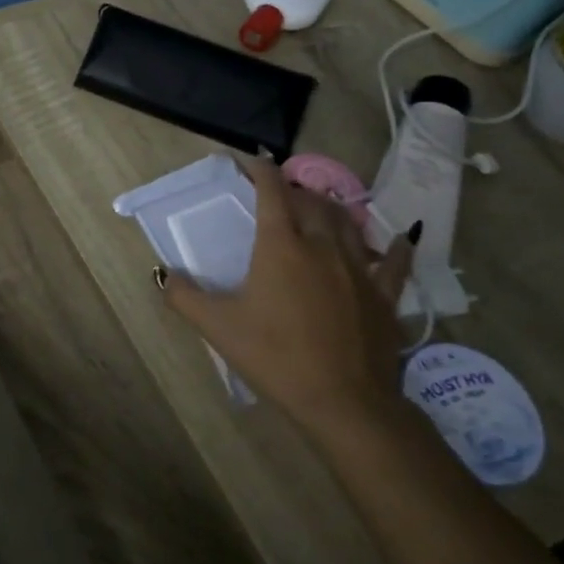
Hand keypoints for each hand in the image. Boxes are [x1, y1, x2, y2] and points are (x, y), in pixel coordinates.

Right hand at [160, 155, 416, 437]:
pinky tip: (401, 238)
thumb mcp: (219, 328)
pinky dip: (395, 247)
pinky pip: (393, 263)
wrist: (345, 402)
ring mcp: (359, 269)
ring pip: (347, 223)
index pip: (272, 193)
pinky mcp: (385, 296)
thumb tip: (162, 274)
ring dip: (330, 209)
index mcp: (282, 247)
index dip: (262, 171)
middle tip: (279, 193)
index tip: (252, 161)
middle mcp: (322, 246)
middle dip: (294, 190)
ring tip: (319, 208)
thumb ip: (184, 296)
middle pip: (311, 202)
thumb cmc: (276, 357)